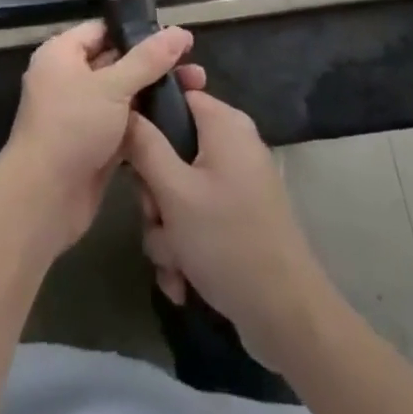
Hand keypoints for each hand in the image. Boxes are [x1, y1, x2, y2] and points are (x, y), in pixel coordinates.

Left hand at [0, 20, 199, 252]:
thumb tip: (180, 31)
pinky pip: (124, 124)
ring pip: (124, 96)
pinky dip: (147, 123)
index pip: (103, 30)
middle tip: (195, 68)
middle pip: (117, 62)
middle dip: (155, 65)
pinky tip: (180, 120)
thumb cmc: (72, 128)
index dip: (138, 31)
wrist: (44, 200)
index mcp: (62, 54)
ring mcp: (82, 113)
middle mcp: (69, 78)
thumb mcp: (112, 87)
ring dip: (155, 95)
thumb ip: (148, 60)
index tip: (175, 37)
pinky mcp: (94, 144)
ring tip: (197, 91)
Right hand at [124, 89, 332, 372]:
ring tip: (172, 263)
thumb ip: (144, 146)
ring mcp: (236, 184)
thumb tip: (125, 111)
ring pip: (179, 192)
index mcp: (224, 124)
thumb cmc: (227, 241)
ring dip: (166, 231)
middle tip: (155, 218)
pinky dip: (185, 248)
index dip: (147, 118)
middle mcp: (232, 146)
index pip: (175, 95)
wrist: (287, 317)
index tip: (128, 151)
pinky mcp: (237, 218)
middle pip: (172, 150)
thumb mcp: (174, 193)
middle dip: (155, 194)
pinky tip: (182, 282)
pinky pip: (197, 219)